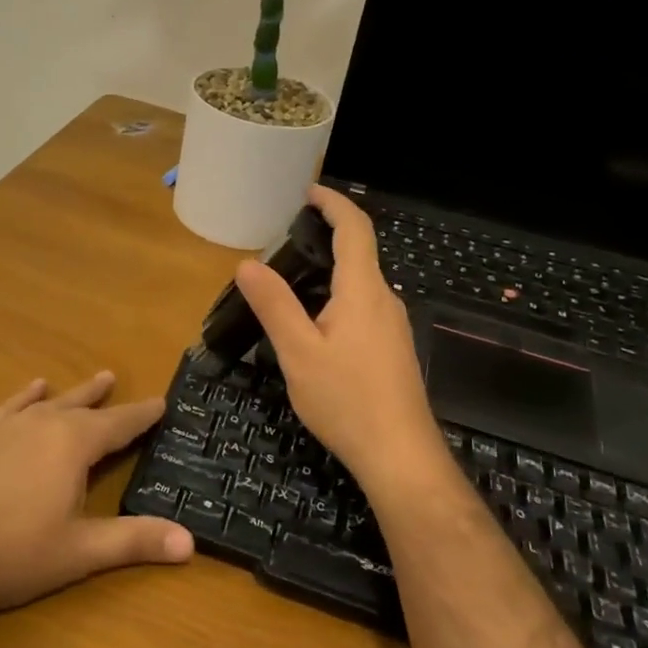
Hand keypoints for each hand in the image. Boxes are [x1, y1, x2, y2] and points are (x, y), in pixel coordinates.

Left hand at [0, 372, 192, 627]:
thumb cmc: (14, 554)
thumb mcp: (81, 551)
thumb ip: (136, 541)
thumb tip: (191, 543)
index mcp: (73, 444)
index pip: (118, 424)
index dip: (142, 415)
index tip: (161, 402)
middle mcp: (41, 424)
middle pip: (82, 406)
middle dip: (105, 399)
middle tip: (118, 381)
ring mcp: (4, 427)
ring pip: (48, 402)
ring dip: (71, 393)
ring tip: (91, 380)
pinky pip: (9, 407)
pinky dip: (25, 397)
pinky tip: (31, 390)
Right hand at [236, 186, 447, 491]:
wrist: (400, 455)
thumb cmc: (347, 400)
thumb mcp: (298, 352)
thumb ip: (274, 305)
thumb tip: (247, 264)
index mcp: (363, 291)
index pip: (355, 229)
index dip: (333, 203)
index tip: (308, 191)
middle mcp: (384, 300)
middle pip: (359, 253)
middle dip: (325, 238)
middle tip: (282, 242)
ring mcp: (393, 326)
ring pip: (360, 284)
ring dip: (329, 272)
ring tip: (289, 284)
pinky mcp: (393, 349)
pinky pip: (363, 308)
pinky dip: (337, 299)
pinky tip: (314, 327)